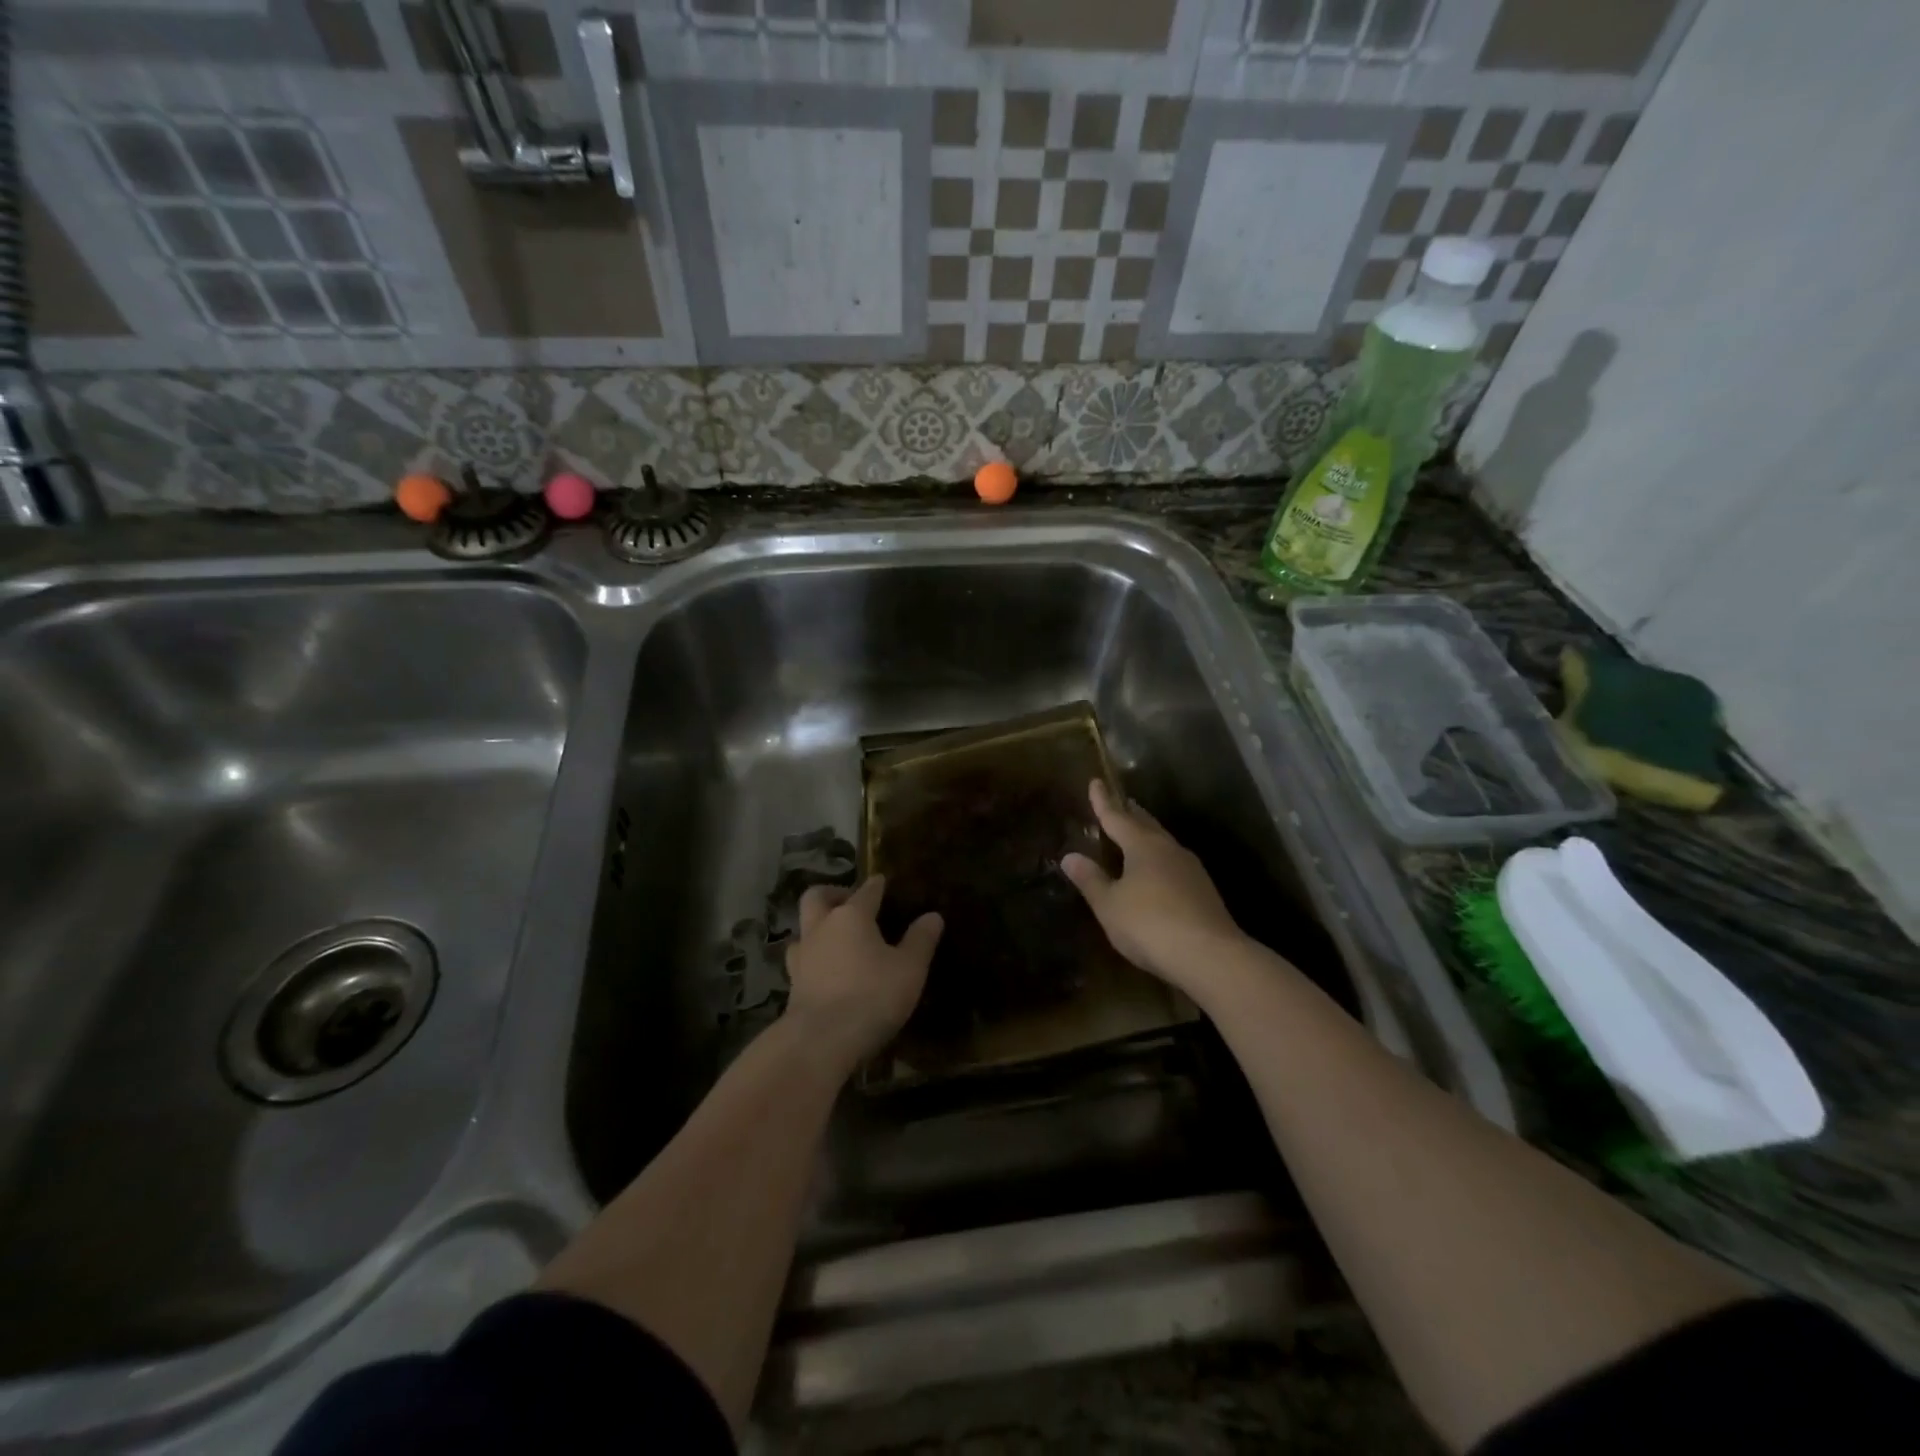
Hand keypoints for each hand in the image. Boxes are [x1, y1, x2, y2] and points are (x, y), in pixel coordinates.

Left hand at [785, 875, 941, 1073]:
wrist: (820, 1041)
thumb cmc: (871, 996)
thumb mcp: (909, 969)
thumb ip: (920, 940)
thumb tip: (933, 916)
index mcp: (852, 916)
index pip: (867, 890)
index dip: (877, 885)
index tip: (883, 881)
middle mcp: (822, 927)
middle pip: (817, 896)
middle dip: (833, 894)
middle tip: (849, 903)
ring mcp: (802, 956)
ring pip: (803, 929)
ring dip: (817, 927)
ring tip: (836, 939)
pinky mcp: (792, 984)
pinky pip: (801, 960)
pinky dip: (813, 958)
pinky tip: (825, 970)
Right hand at [1061, 781, 1242, 993]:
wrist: (1210, 956)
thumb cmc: (1150, 925)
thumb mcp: (1110, 905)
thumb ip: (1090, 879)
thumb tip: (1070, 856)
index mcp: (1143, 846)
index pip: (1117, 817)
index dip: (1103, 801)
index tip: (1096, 781)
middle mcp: (1169, 849)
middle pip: (1146, 824)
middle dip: (1130, 813)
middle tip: (1120, 802)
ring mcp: (1191, 869)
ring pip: (1163, 843)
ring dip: (1147, 834)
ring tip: (1136, 832)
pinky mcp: (1203, 891)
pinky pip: (1174, 863)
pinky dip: (1159, 858)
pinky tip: (1158, 871)